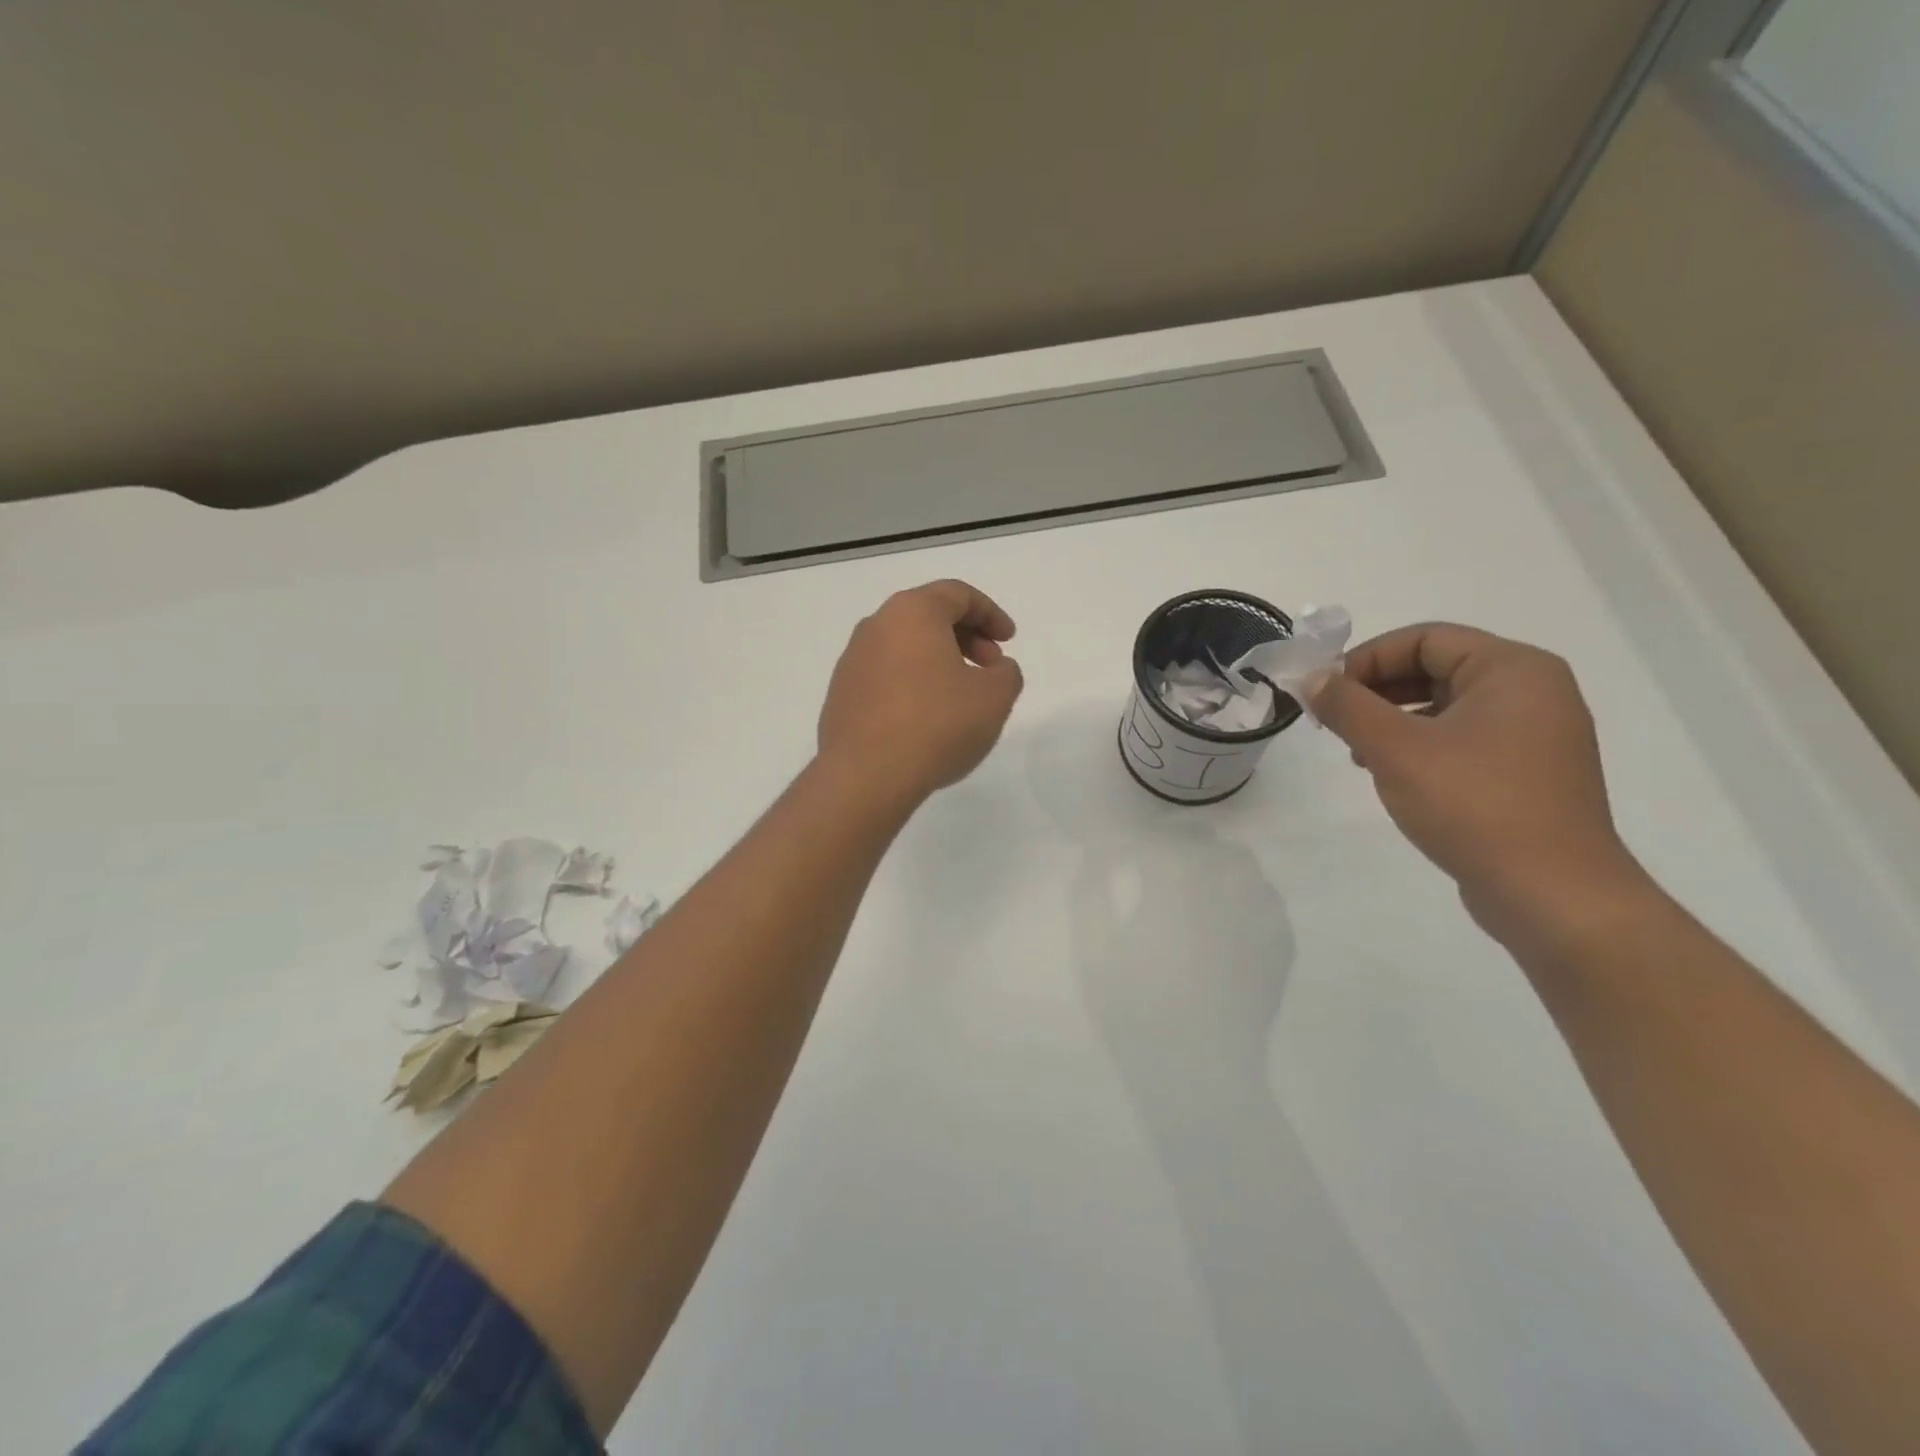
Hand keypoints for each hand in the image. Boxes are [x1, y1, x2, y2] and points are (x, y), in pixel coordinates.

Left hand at [817, 580, 1024, 807]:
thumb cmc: (937, 725)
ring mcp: (852, 660)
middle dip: (966, 636)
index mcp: (912, 612)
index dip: (990, 614)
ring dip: (938, 661)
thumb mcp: (994, 698)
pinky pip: (885, 675)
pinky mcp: (841, 694)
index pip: (957, 595)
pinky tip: (926, 718)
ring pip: (904, 646)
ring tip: (960, 696)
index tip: (1009, 640)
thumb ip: (1006, 673)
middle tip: (990, 667)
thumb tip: (995, 669)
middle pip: (928, 616)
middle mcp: (876, 626)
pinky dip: (912, 683)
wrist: (866, 776)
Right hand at [1312, 624, 1647, 936]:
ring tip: (1357, 752)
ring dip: (1393, 719)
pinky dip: (1420, 745)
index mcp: (1513, 669)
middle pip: (1436, 668)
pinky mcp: (1527, 773)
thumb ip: (1347, 706)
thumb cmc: (1474, 805)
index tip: (1325, 692)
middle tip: (1334, 721)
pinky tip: (1392, 774)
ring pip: (1446, 705)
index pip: (1424, 638)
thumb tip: (1311, 678)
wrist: (1552, 895)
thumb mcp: (1396, 749)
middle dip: (1377, 690)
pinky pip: (1463, 739)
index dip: (1366, 658)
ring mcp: (1535, 735)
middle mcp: (1533, 691)